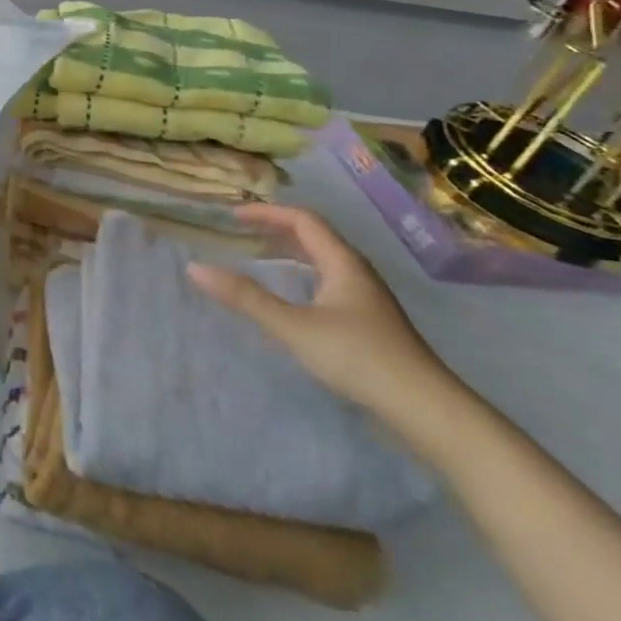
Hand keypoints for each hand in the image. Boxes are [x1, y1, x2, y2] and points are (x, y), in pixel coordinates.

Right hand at [187, 204, 460, 423]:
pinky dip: (303, 276)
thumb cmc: (357, 357)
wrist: (424, 407)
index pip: (303, 220)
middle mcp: (357, 272)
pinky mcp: (369, 322)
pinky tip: (293, 298)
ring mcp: (367, 298)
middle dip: (278, 229)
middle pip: (316, 237)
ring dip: (292, 253)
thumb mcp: (293, 326)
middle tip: (242, 233)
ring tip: (261, 258)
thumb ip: (245, 297)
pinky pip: (329, 282)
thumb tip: (195, 268)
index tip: (233, 216)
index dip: (267, 213)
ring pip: (324, 261)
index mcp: (343, 262)